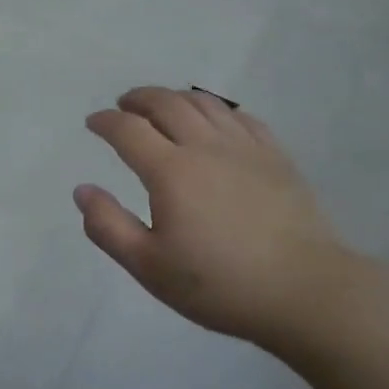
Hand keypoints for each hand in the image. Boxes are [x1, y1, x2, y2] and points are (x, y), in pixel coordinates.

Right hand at [75, 86, 368, 353]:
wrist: (305, 291)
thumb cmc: (220, 284)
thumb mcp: (150, 267)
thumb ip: (108, 227)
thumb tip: (82, 190)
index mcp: (170, 171)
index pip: (128, 130)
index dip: (105, 121)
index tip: (93, 122)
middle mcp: (205, 146)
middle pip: (166, 104)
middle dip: (138, 99)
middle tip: (124, 105)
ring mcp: (245, 147)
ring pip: (204, 103)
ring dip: (175, 97)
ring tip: (162, 105)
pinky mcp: (276, 156)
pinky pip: (240, 117)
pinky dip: (216, 109)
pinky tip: (214, 119)